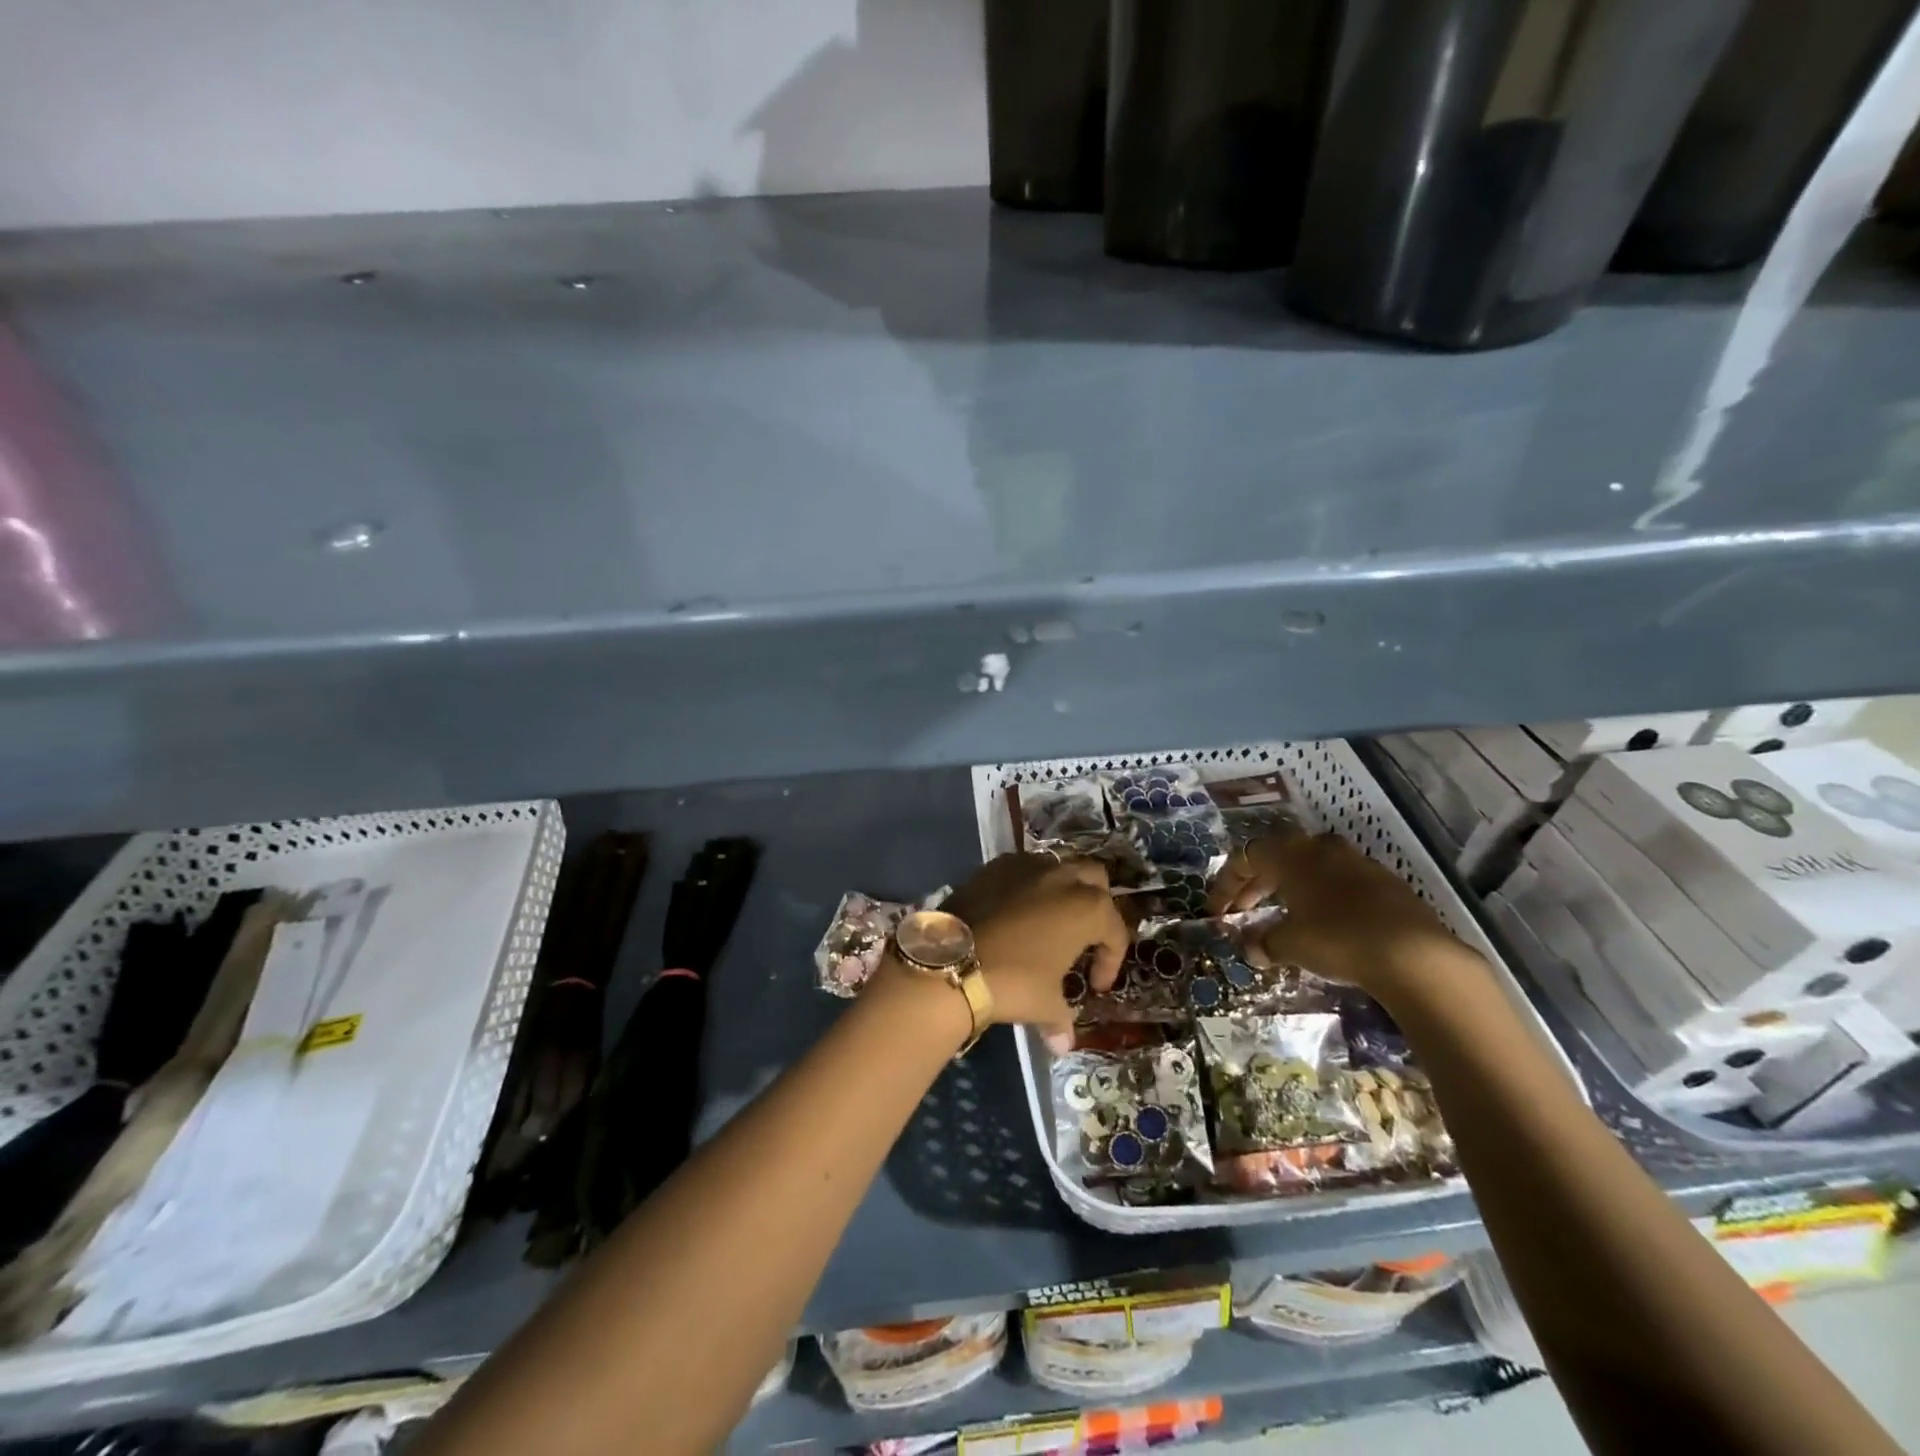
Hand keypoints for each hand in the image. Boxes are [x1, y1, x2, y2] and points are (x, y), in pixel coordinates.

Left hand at [942, 853, 1128, 1040]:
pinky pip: (1023, 871)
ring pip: (1058, 868)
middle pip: (1094, 880)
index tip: (1094, 985)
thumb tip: (1062, 1044)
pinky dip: (1028, 888)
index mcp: (1087, 907)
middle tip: (1083, 939)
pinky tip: (1016, 915)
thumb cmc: (1012, 981)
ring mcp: (1026, 866)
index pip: (1113, 930)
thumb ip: (1061, 1019)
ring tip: (1049, 925)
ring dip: (1061, 892)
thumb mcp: (1045, 1004)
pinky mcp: (994, 866)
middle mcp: (1061, 876)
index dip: (1110, 960)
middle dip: (1096, 906)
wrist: (951, 961)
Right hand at [1208, 833, 1485, 1009]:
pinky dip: (1319, 898)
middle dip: (1255, 885)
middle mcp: (1321, 848)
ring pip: (1310, 868)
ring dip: (1289, 889)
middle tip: (1242, 911)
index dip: (1226, 884)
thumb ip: (1264, 942)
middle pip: (1277, 858)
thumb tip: (1252, 949)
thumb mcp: (1290, 944)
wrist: (1414, 954)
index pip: (1246, 857)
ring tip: (1281, 917)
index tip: (1215, 911)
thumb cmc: (1337, 939)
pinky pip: (1338, 883)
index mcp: (1291, 854)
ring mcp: (1357, 862)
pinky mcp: (1385, 883)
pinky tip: (1321, 924)